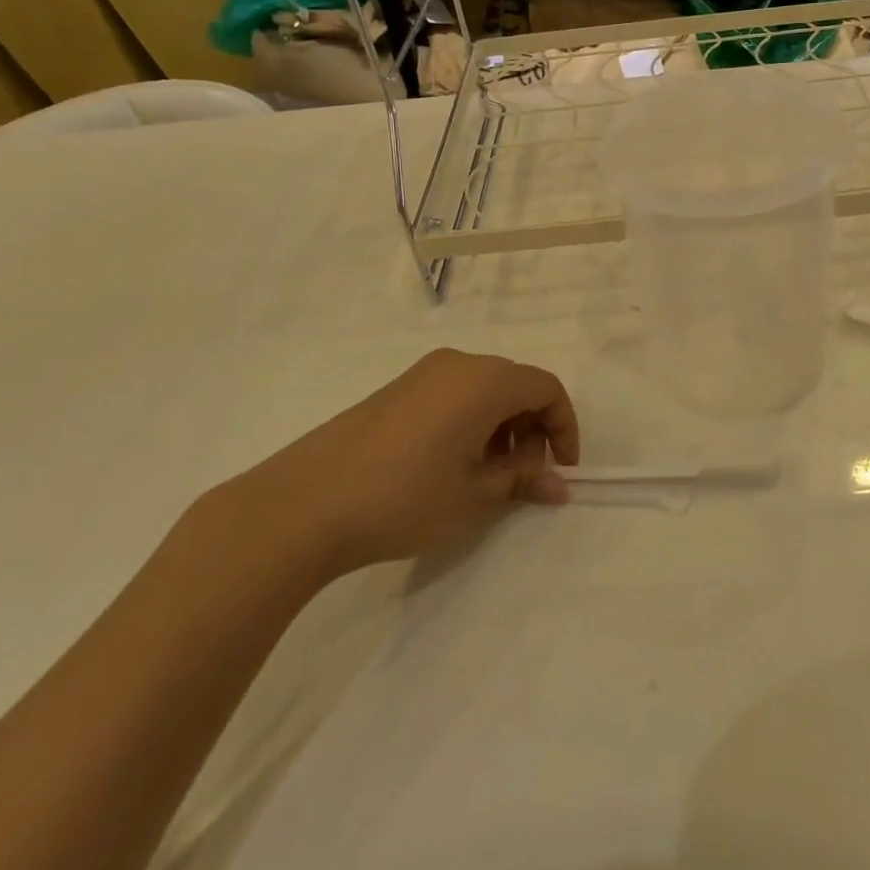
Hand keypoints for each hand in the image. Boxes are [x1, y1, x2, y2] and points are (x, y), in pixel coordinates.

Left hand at [217, 348, 579, 580]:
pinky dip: (470, 423)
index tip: (561, 470)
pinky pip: (452, 396)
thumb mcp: (476, 496)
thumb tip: (557, 484)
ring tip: (489, 477)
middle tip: (525, 477)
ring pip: (483, 391)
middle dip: (532, 429)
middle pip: (516, 385)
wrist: (305, 504)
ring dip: (501, 428)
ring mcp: (421, 375)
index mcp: (485, 380)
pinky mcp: (395, 392)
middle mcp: (457, 365)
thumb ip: (523, 481)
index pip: (547, 389)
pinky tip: (451, 466)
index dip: (564, 428)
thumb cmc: (406, 497)